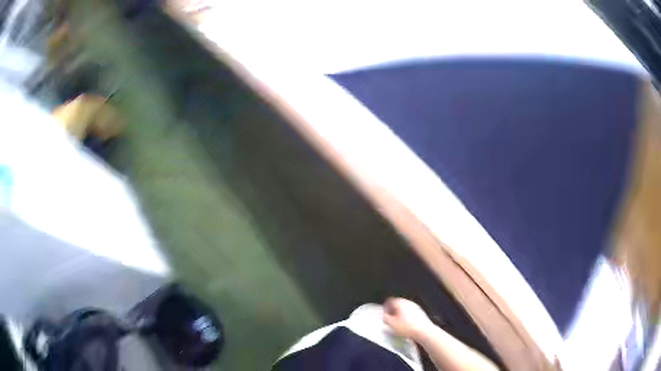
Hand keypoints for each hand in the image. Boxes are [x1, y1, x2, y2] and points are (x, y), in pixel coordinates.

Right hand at [382, 297, 433, 339]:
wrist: (424, 331)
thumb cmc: (406, 327)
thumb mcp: (391, 324)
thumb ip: (384, 318)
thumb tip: (381, 315)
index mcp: (400, 302)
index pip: (389, 301)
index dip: (385, 308)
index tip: (383, 316)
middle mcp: (408, 302)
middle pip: (397, 304)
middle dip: (392, 311)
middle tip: (389, 320)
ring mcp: (415, 306)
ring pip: (404, 309)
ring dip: (400, 314)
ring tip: (398, 324)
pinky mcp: (420, 312)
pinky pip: (410, 312)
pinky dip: (407, 317)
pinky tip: (406, 325)